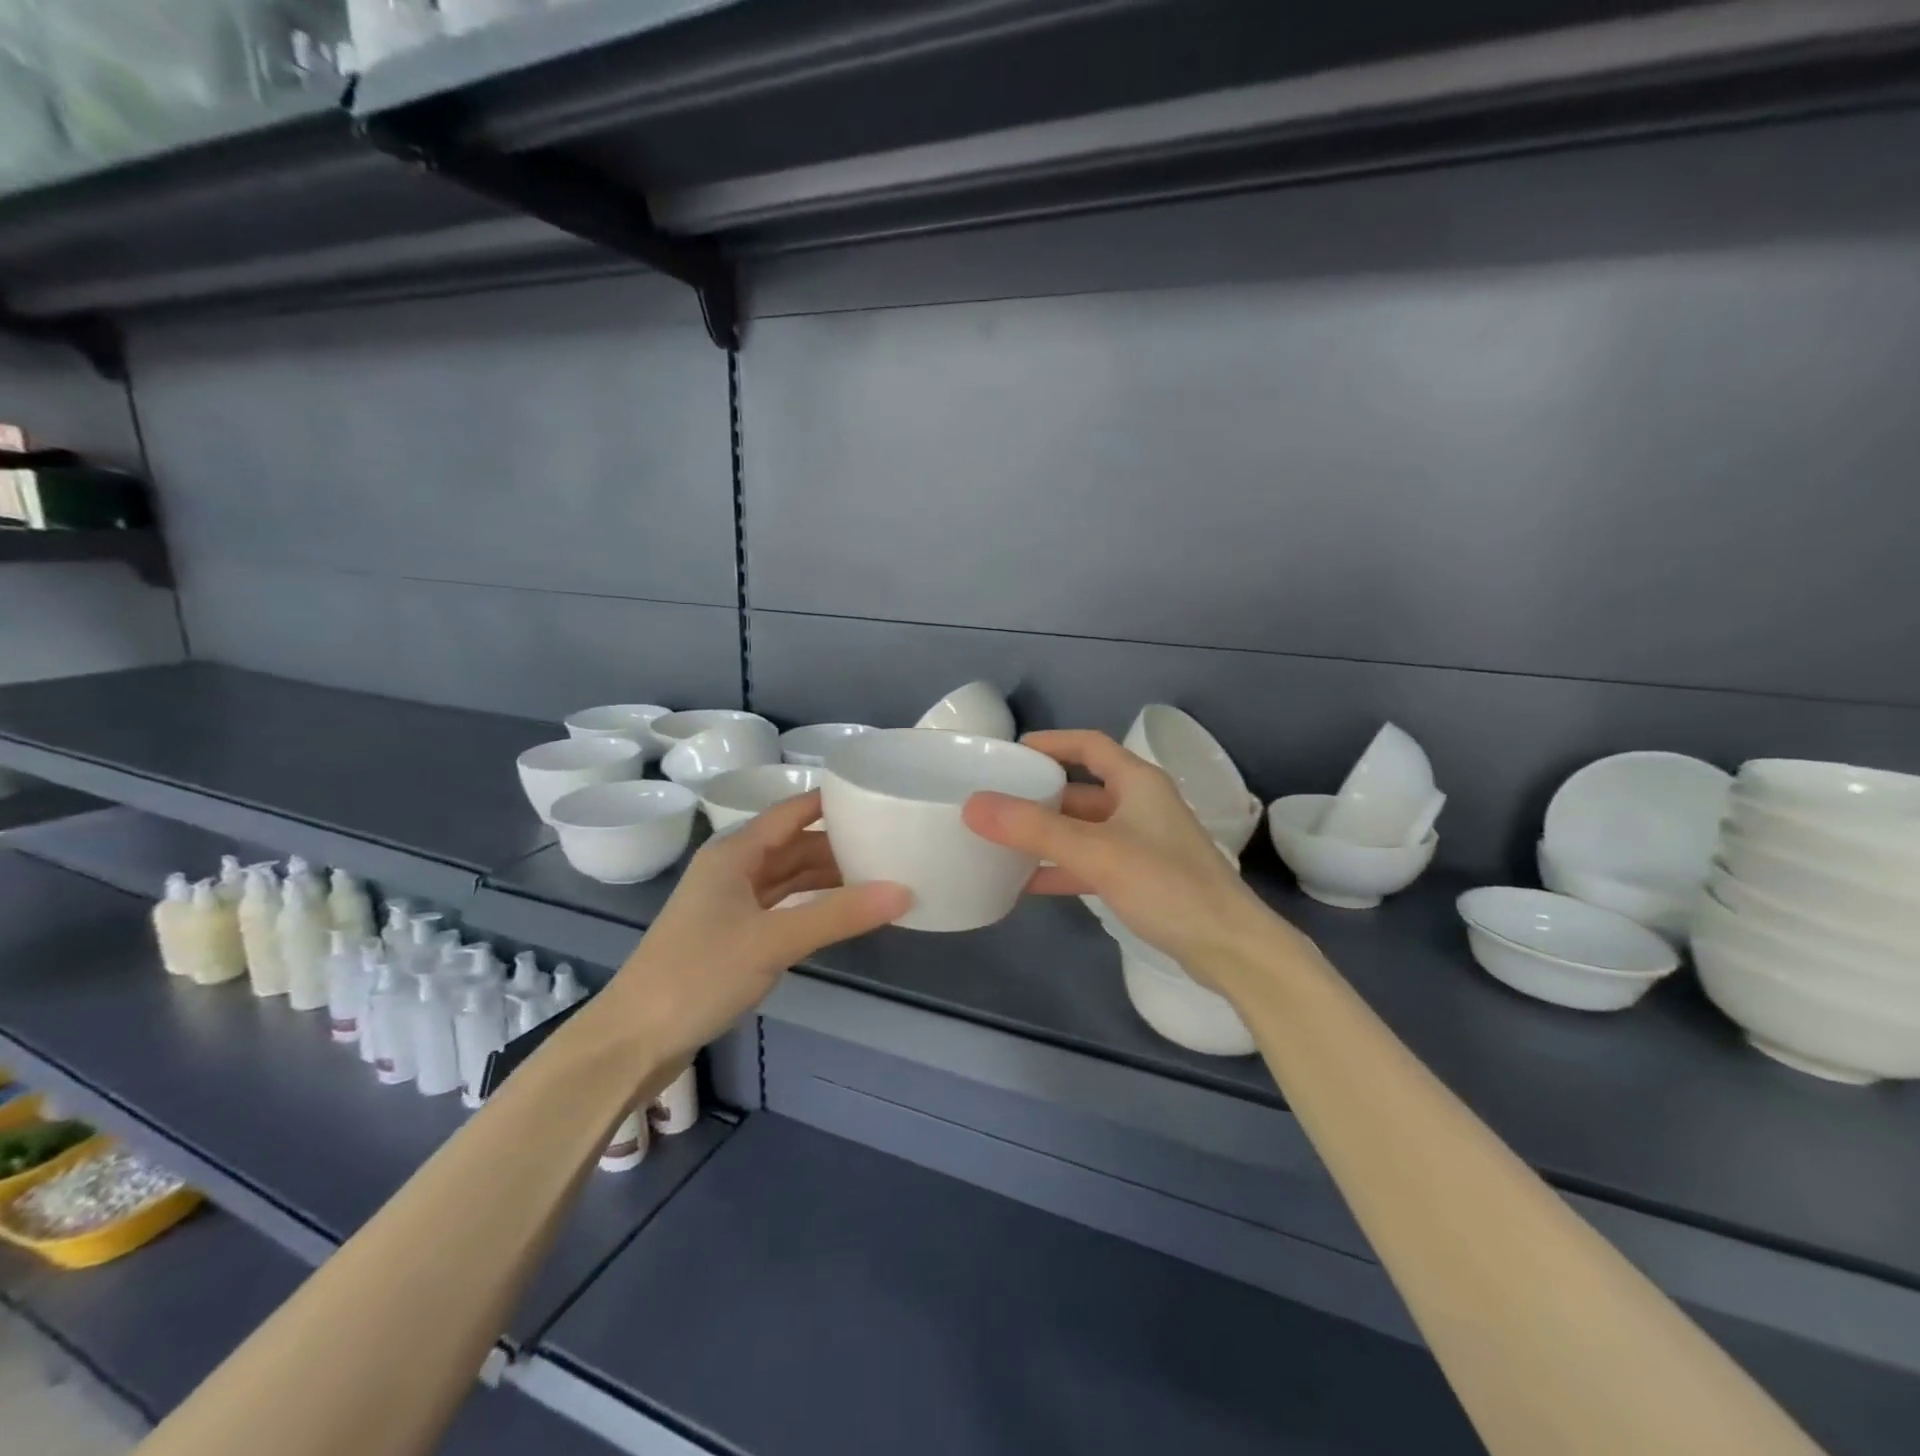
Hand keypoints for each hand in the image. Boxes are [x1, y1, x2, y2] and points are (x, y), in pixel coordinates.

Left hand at [609, 792, 907, 1061]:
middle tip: (889, 844)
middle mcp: (732, 869)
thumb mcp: (773, 940)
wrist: (633, 1039)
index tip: (876, 795)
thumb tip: (903, 891)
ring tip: (876, 876)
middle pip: (793, 845)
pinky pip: (780, 907)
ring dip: (826, 877)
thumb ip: (838, 915)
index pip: (792, 812)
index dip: (830, 801)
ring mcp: (729, 904)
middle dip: (837, 844)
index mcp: (735, 853)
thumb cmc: (698, 974)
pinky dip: (810, 906)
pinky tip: (839, 913)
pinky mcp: (730, 936)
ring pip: (787, 877)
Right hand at [962, 730, 1283, 982]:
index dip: (1050, 743)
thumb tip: (974, 804)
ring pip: (1083, 829)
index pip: (1088, 745)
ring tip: (1001, 841)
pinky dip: (1062, 867)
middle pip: (1081, 790)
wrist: (1230, 948)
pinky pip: (1091, 862)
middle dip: (1039, 795)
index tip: (1010, 752)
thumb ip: (1034, 829)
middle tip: (994, 801)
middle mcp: (1140, 805)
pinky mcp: (1142, 878)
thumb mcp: (1096, 852)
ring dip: (1047, 834)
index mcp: (1137, 782)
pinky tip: (1028, 882)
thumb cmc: (1167, 885)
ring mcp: (1142, 843)